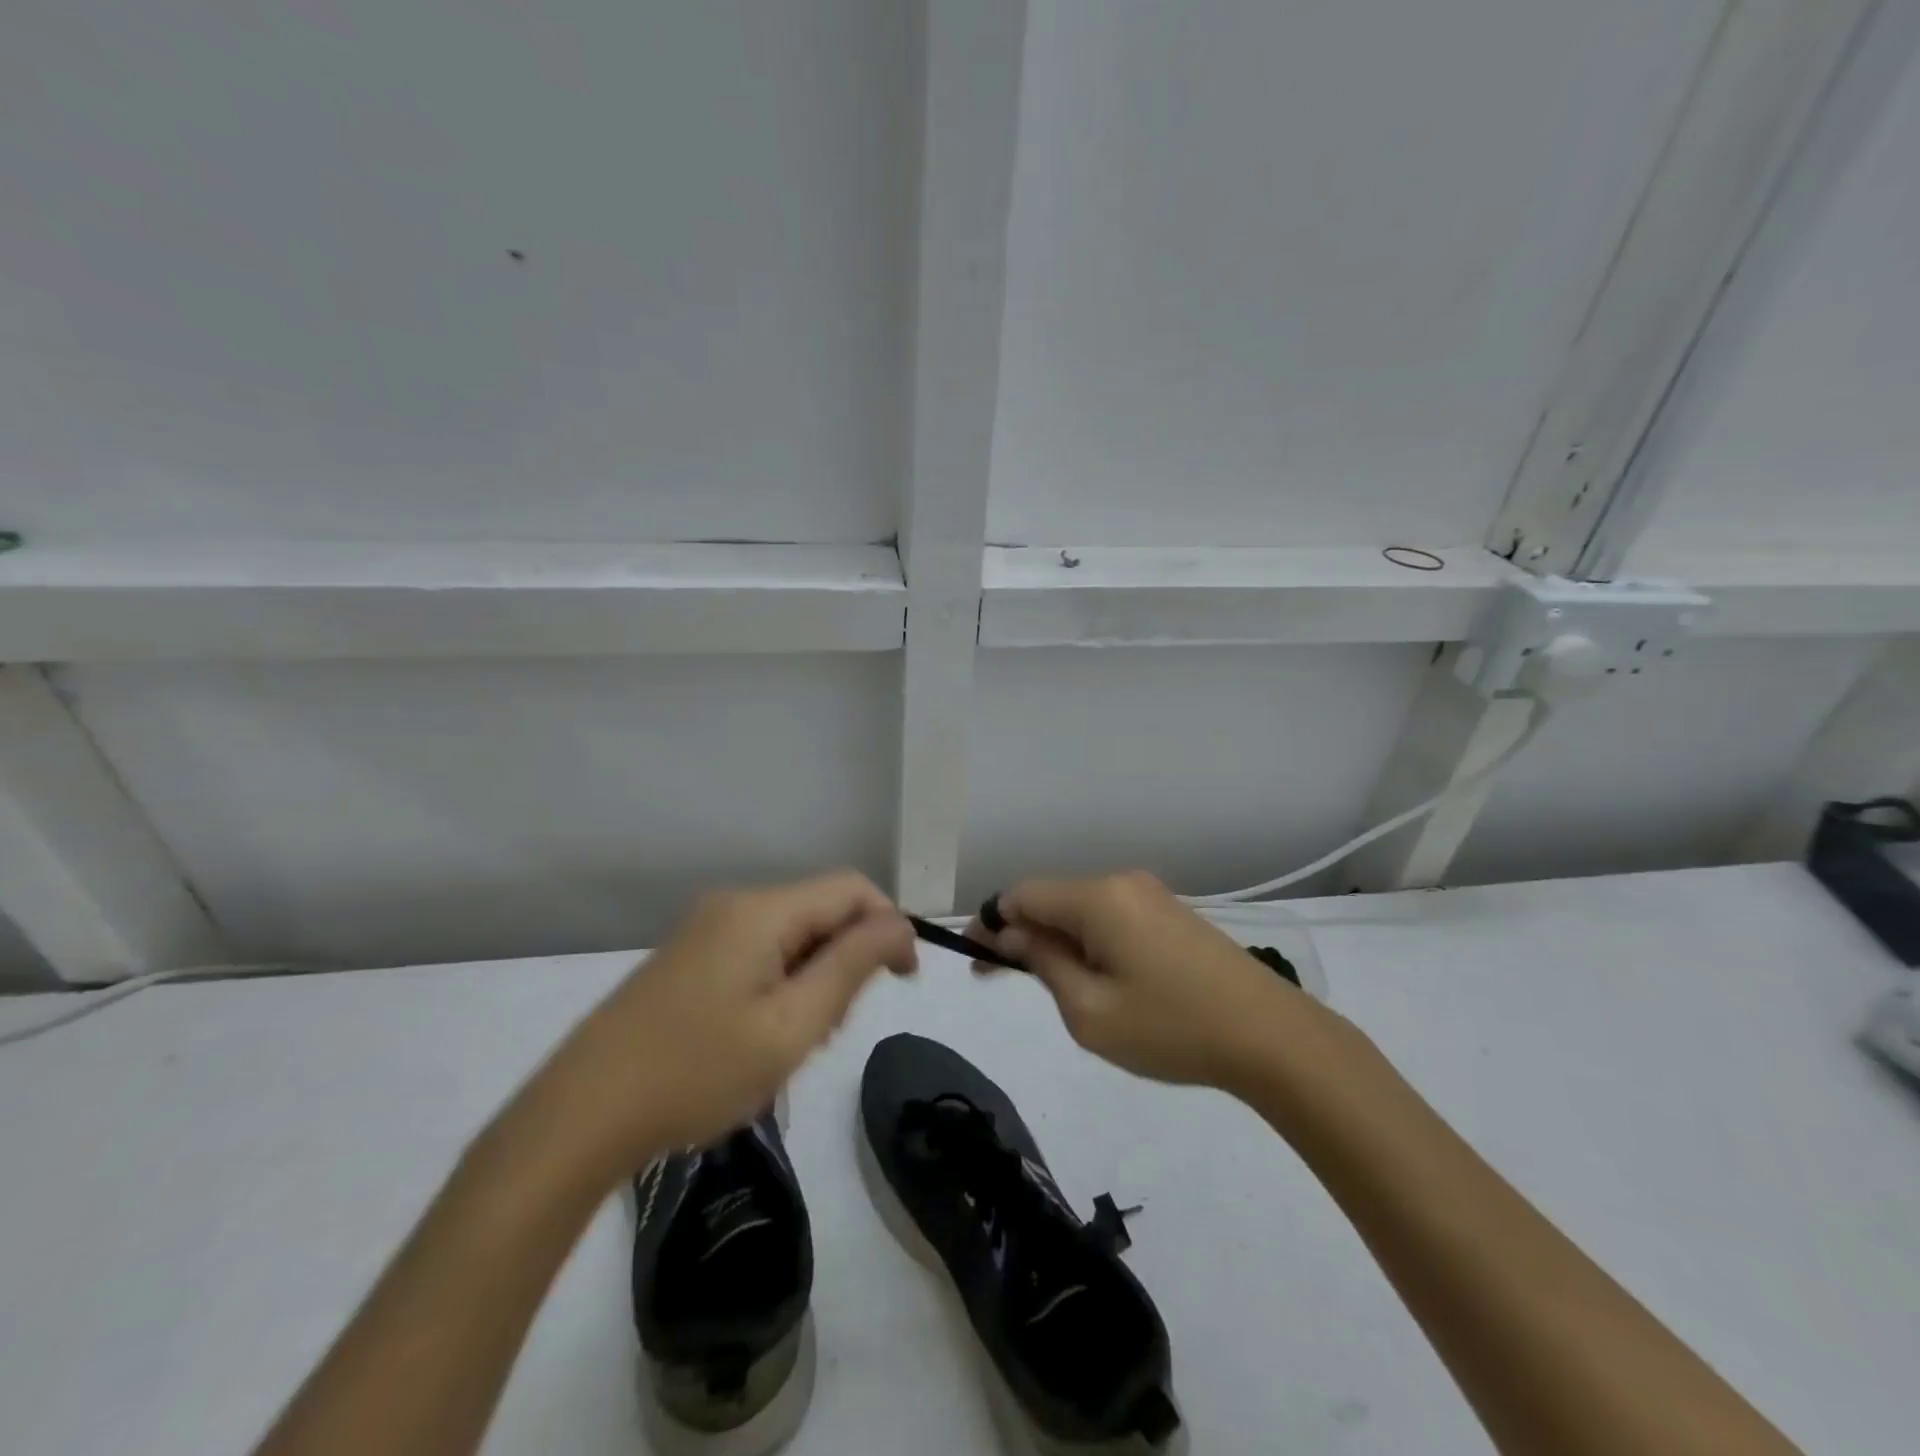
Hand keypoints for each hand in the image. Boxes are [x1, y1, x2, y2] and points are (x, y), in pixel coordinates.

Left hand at [532, 872, 915, 1177]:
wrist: (579, 1116)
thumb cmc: (697, 1073)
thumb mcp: (791, 1026)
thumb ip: (852, 965)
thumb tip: (898, 924)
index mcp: (761, 910)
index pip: (852, 888)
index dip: (889, 925)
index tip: (902, 982)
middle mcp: (734, 904)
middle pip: (821, 911)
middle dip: (847, 959)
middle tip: (833, 1030)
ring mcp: (706, 929)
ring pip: (792, 935)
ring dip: (814, 978)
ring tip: (794, 1043)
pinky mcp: (689, 957)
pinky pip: (759, 952)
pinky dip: (781, 984)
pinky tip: (760, 1037)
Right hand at [967, 871, 1303, 1090]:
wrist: (1272, 1037)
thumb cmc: (1171, 1028)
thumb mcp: (1089, 1011)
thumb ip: (1044, 964)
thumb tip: (1014, 935)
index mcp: (1098, 898)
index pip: (1023, 894)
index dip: (992, 922)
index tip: (976, 958)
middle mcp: (1122, 882)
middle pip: (1053, 898)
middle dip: (1025, 934)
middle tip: (1008, 980)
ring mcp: (1152, 895)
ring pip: (1084, 909)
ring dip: (1060, 941)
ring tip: (1060, 989)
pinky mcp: (1174, 914)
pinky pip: (1114, 918)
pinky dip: (1092, 942)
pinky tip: (1102, 980)